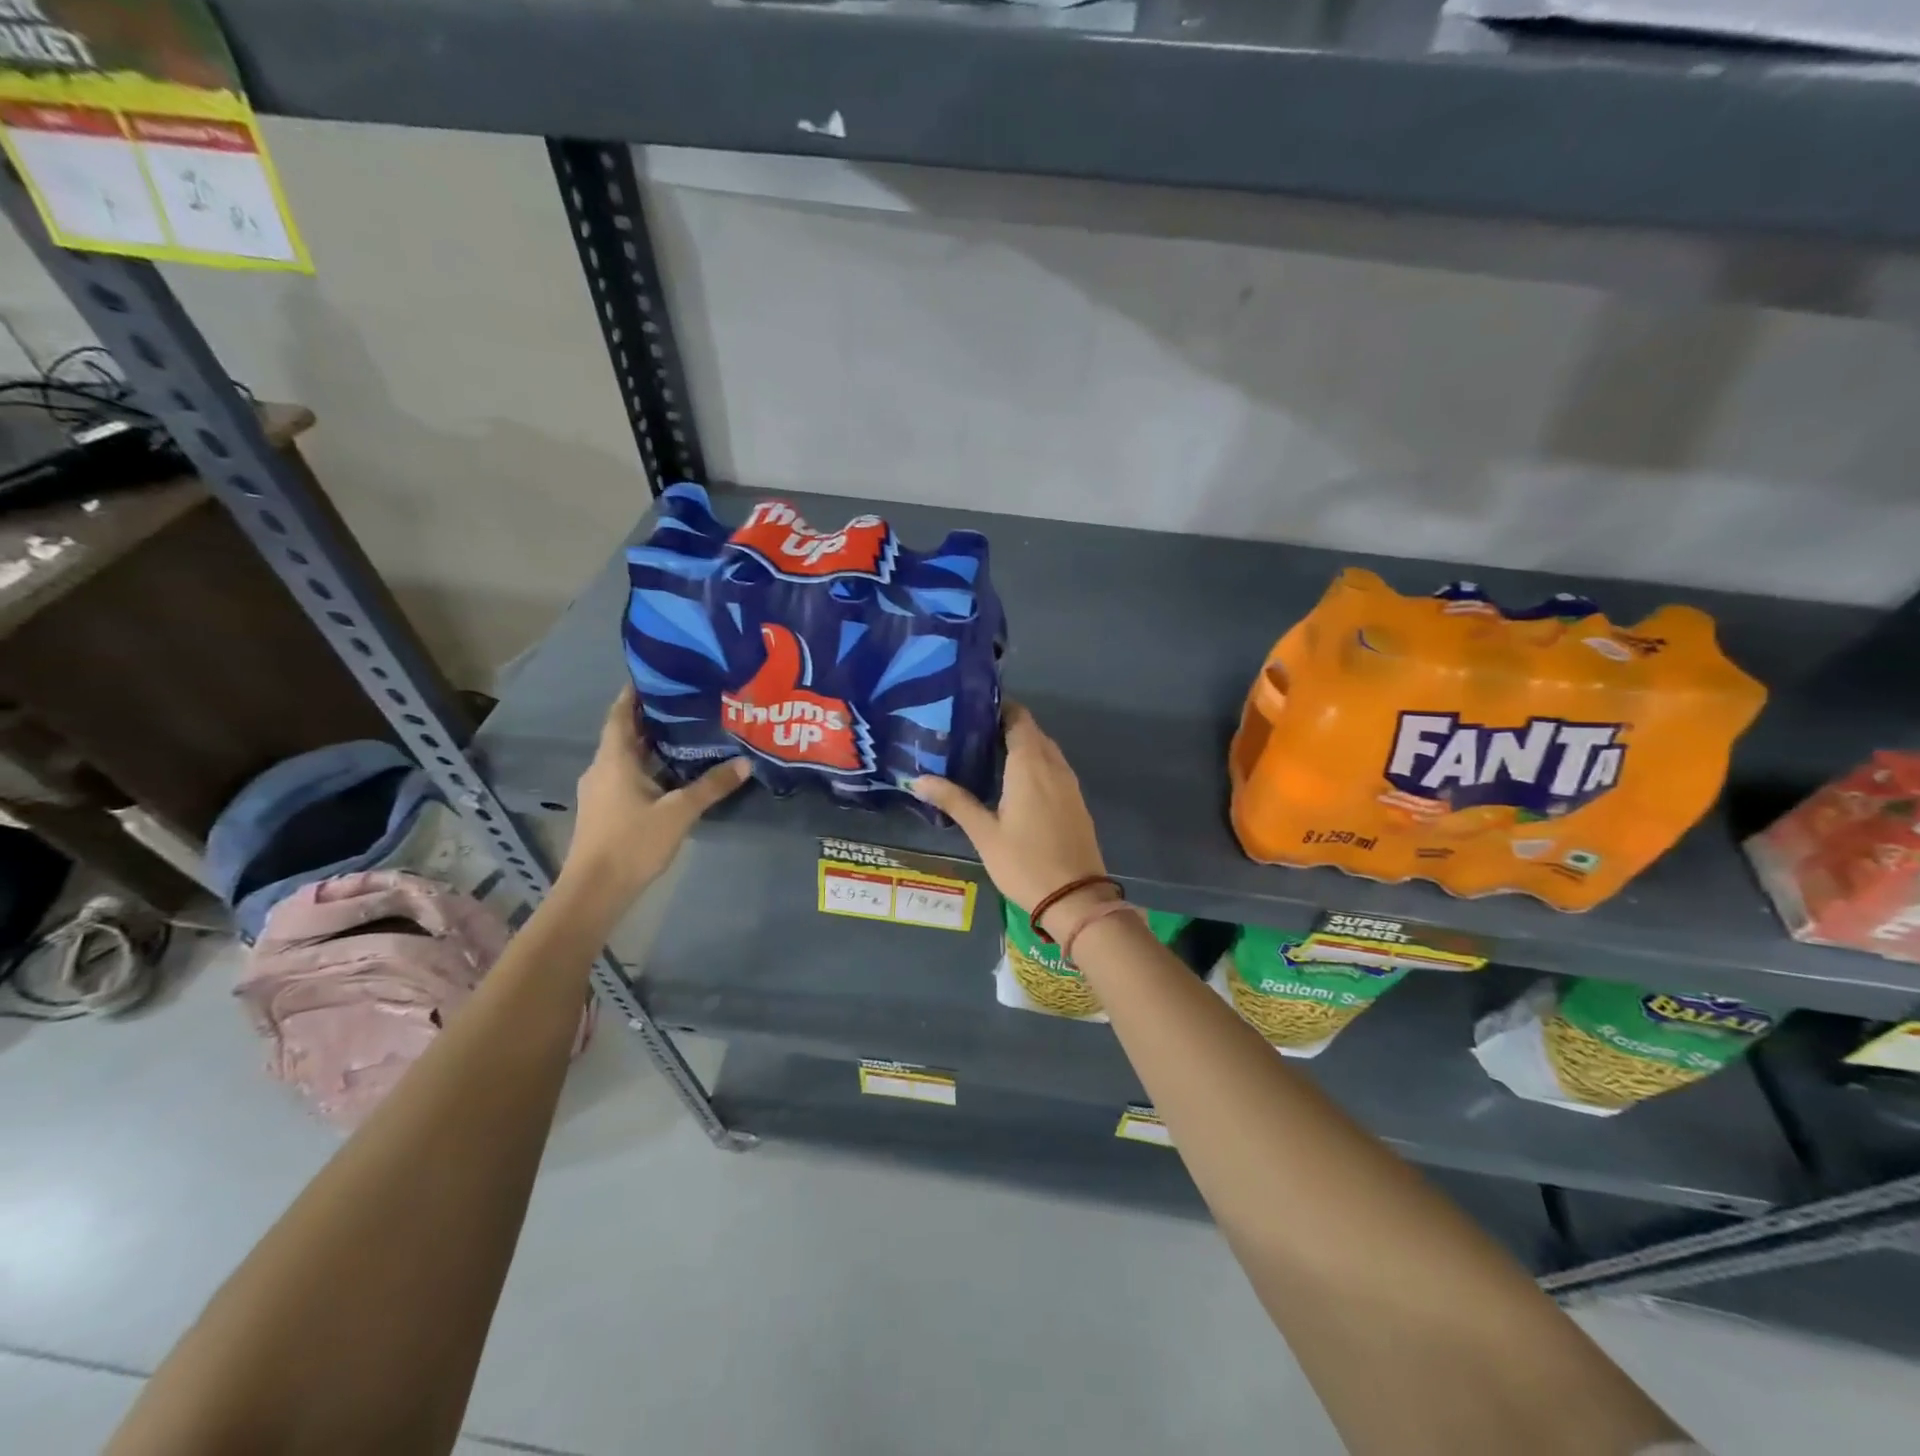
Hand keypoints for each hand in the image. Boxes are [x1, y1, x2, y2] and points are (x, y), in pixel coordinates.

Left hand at [561, 685, 749, 906]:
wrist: (594, 891)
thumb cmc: (632, 843)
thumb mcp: (679, 813)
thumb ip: (711, 786)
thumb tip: (744, 762)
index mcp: (614, 760)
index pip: (619, 715)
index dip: (633, 694)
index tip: (655, 675)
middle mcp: (601, 769)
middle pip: (623, 734)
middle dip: (650, 718)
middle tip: (684, 703)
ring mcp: (599, 791)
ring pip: (625, 757)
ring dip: (649, 745)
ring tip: (684, 735)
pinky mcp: (603, 810)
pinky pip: (625, 776)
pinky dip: (647, 767)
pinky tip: (671, 774)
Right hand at [911, 700, 1111, 936]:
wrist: (1076, 898)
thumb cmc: (1025, 863)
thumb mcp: (984, 833)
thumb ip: (954, 801)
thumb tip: (917, 779)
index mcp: (1030, 765)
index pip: (1018, 719)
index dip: (999, 708)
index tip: (972, 710)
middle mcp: (1054, 766)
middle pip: (1032, 732)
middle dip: (1006, 726)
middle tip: (972, 733)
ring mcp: (1070, 784)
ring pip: (1046, 750)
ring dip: (1022, 745)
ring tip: (988, 754)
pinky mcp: (1076, 801)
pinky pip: (1054, 769)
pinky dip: (1035, 764)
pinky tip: (1015, 782)